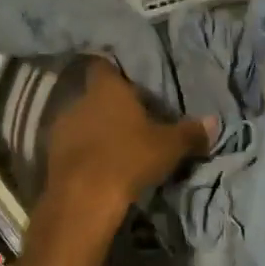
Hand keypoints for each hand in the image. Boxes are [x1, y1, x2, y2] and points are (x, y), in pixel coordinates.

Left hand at [44, 58, 214, 215]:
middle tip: (133, 122)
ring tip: (117, 147)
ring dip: (96, 131)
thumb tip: (214, 122)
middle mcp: (79, 100)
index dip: (118, 73)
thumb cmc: (129, 159)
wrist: (83, 199)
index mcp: (107, 89)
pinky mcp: (51, 155)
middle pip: (96, 96)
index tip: (133, 85)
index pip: (107, 66)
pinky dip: (85, 153)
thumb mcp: (169, 147)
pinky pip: (73, 146)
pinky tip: (100, 168)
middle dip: (112, 107)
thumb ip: (191, 132)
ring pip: (83, 121)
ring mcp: (61, 128)